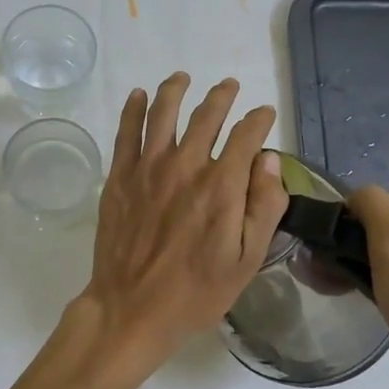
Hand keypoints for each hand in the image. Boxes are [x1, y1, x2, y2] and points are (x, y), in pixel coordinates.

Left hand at [80, 73, 286, 377]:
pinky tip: (138, 95)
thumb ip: (264, 206)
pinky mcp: (119, 178)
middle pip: (207, 116)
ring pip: (163, 113)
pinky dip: (133, 108)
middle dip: (223, 97)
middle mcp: (185, 166)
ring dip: (176, 90)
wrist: (132, 309)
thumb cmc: (196, 292)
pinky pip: (126, 132)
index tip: (265, 115)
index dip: (259, 120)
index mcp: (222, 185)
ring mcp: (147, 168)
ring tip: (183, 78)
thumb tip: (269, 160)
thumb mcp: (247, 260)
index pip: (246, 135)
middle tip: (230, 87)